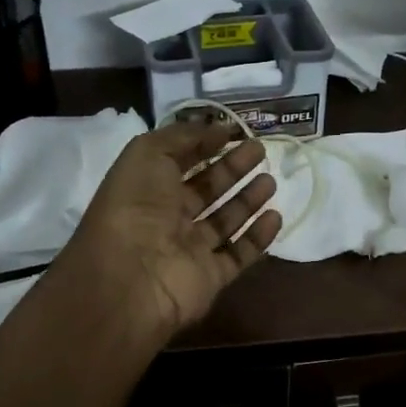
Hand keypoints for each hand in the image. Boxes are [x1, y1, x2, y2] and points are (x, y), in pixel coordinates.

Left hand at [63, 121, 282, 340]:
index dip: (205, 145)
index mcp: (148, 188)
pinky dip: (258, 237)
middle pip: (207, 189)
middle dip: (233, 168)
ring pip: (225, 221)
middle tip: (260, 151)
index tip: (234, 131)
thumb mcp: (148, 153)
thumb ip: (182, 136)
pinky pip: (239, 254)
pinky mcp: (211, 276)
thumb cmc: (135, 207)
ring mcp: (190, 249)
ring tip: (271, 181)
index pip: (181, 162)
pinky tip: (275, 216)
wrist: (130, 277)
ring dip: (248, 200)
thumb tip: (217, 129)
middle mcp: (168, 218)